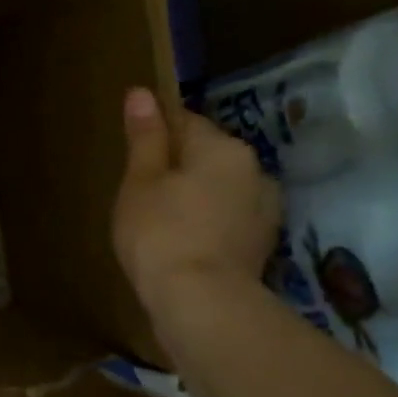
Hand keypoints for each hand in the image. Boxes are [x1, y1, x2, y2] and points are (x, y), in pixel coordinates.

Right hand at [112, 88, 280, 317]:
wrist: (202, 304)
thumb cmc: (160, 233)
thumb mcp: (140, 181)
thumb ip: (145, 137)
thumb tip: (141, 92)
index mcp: (223, 147)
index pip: (184, 121)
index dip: (154, 134)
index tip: (132, 155)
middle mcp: (254, 170)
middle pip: (207, 155)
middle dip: (178, 167)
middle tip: (141, 193)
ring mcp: (265, 210)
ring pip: (221, 189)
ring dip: (196, 196)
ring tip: (162, 222)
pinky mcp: (262, 245)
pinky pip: (228, 220)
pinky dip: (208, 224)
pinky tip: (184, 243)